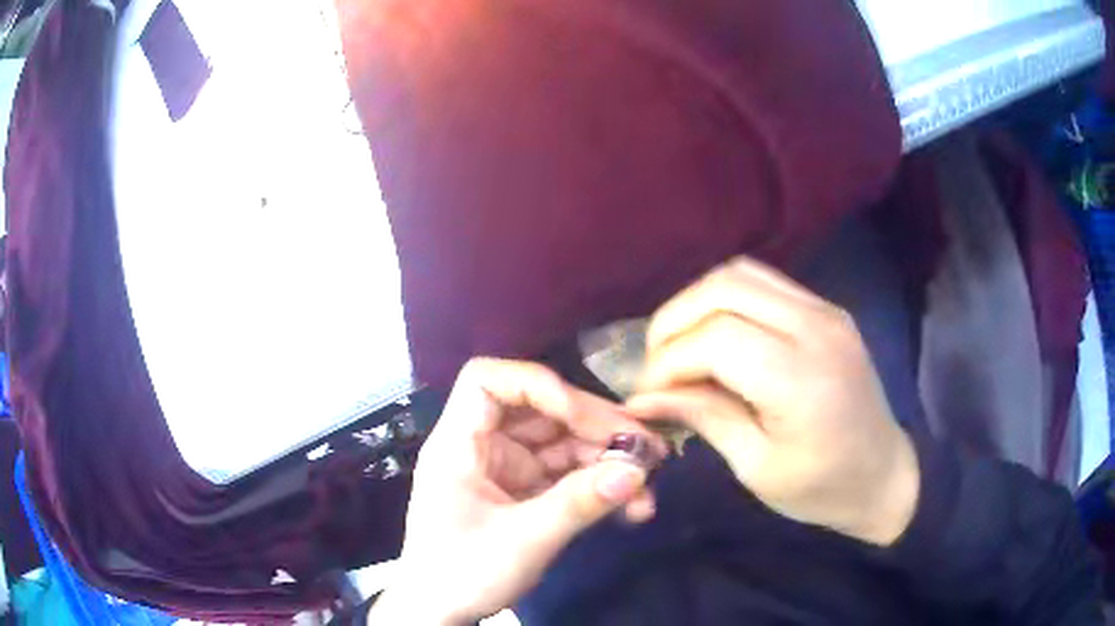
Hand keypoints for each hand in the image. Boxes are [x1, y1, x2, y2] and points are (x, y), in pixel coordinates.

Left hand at [372, 358, 664, 623]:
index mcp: (459, 444)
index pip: (487, 381)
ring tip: (648, 482)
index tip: (581, 414)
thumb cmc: (463, 574)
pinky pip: (568, 474)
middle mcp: (484, 446)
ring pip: (563, 443)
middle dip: (595, 427)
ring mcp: (507, 469)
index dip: (537, 385)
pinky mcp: (526, 492)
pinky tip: (632, 502)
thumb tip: (637, 469)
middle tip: (647, 449)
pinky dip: (599, 484)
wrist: (443, 613)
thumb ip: (579, 503)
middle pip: (541, 410)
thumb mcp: (523, 542)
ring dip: (607, 459)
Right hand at [627, 257, 918, 545]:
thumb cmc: (822, 487)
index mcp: (800, 379)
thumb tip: (645, 396)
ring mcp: (825, 310)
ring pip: (741, 274)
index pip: (715, 339)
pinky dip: (727, 300)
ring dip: (697, 303)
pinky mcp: (827, 309)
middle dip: (674, 321)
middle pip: (723, 289)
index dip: (668, 361)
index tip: (647, 393)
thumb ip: (704, 418)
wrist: (884, 474)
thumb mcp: (757, 467)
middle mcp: (815, 328)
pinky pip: (764, 282)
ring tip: (680, 345)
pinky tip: (716, 335)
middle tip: (656, 363)